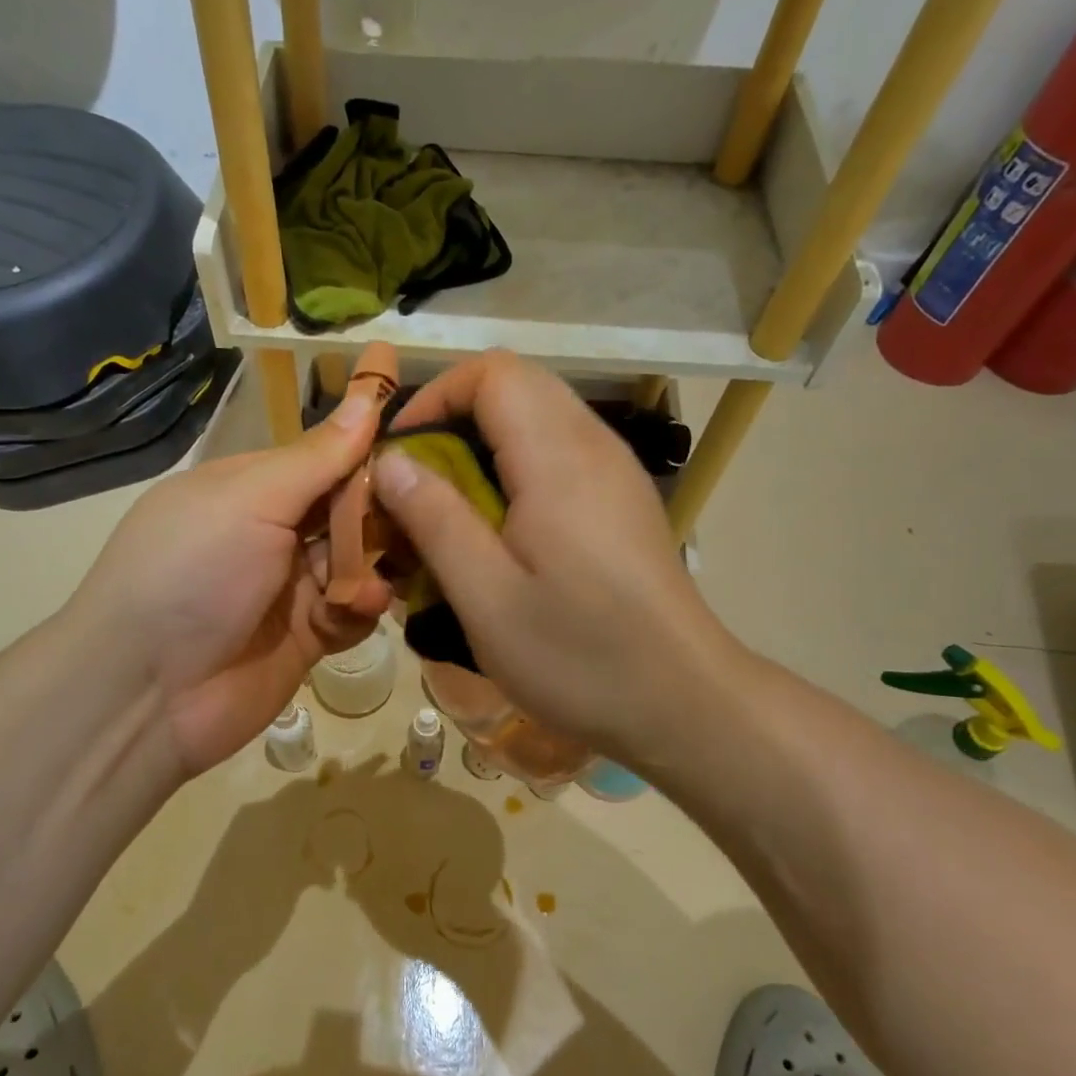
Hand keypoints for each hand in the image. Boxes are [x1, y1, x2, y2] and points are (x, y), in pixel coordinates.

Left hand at [74, 388, 391, 777]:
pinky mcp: (307, 636)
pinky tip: (354, 612)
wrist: (147, 694)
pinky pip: (352, 611)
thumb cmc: (194, 573)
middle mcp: (271, 532)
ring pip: (357, 561)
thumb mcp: (251, 499)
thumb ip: (318, 457)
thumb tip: (369, 395)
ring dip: (371, 566)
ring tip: (371, 581)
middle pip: (348, 510)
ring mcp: (289, 587)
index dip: (370, 451)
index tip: (423, 446)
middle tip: (420, 518)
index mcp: (250, 487)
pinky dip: (358, 609)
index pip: (325, 457)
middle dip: (381, 514)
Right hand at [371, 352, 736, 767]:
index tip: (401, 454)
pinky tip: (504, 533)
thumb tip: (391, 461)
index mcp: (558, 459)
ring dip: (485, 447)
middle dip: (455, 420)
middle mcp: (594, 446)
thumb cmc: (580, 656)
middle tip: (420, 485)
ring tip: (454, 512)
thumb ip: (435, 520)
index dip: (436, 396)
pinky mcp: (623, 499)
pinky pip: (560, 453)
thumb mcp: (487, 598)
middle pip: (516, 386)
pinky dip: (517, 469)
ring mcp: (616, 471)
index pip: (493, 373)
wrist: (684, 701)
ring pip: (539, 418)